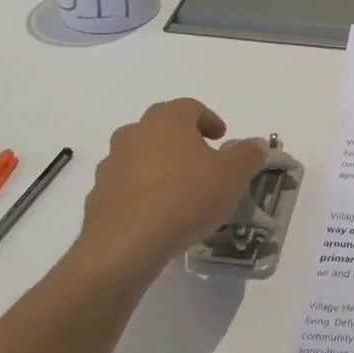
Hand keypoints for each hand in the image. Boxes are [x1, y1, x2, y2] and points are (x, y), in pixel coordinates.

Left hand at [65, 99, 267, 293]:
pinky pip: (127, 188)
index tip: (222, 137)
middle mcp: (133, 135)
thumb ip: (248, 154)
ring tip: (182, 193)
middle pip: (161, 129)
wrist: (126, 245)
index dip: (209, 119)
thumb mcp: (233, 174)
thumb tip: (255, 143)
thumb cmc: (186, 197)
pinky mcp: (98, 198)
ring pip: (141, 158)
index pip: (190, 107)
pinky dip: (143, 194)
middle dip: (183, 142)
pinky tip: (160, 216)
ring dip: (161, 167)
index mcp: (166, 120)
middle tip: (204, 162)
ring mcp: (111, 166)